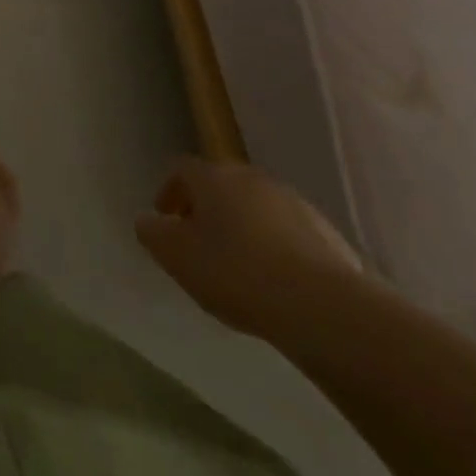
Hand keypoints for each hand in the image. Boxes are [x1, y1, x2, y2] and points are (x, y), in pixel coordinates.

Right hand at [135, 157, 363, 339]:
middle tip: (200, 242)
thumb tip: (148, 221)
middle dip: (208, 209)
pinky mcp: (327, 234)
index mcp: (213, 176)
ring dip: (244, 228)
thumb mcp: (176, 256)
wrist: (321, 305)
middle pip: (222, 185)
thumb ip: (153, 234)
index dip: (170, 192)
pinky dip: (277, 249)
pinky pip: (289, 234)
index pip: (182, 170)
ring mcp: (293, 203)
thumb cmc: (235, 271)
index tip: (166, 219)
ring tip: (240, 267)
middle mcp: (251, 178)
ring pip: (257, 208)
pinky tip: (277, 283)